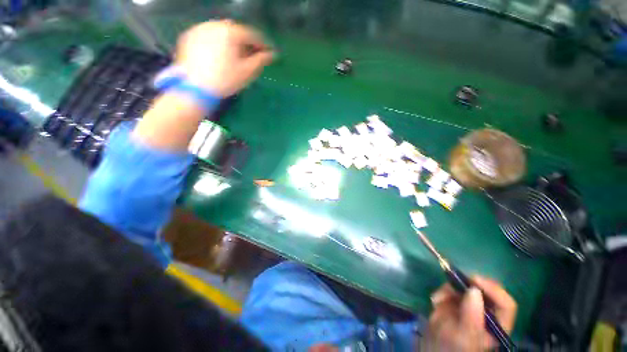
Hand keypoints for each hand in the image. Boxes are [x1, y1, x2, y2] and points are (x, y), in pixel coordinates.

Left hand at [175, 19, 273, 96]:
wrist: (195, 89)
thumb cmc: (226, 80)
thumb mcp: (247, 72)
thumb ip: (261, 60)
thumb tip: (272, 54)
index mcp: (230, 32)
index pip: (252, 35)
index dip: (263, 44)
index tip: (269, 53)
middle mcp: (215, 24)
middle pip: (236, 31)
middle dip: (246, 42)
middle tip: (252, 55)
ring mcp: (199, 28)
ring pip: (221, 32)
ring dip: (232, 41)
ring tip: (236, 55)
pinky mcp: (189, 36)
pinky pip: (208, 35)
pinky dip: (217, 42)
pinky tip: (220, 54)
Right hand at [424, 276, 516, 351]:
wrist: (433, 347)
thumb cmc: (452, 347)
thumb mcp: (462, 336)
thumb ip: (471, 317)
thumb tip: (474, 290)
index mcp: (496, 325)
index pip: (505, 304)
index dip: (493, 290)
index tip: (473, 281)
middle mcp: (487, 313)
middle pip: (486, 290)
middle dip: (466, 285)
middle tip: (452, 283)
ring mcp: (472, 305)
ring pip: (466, 286)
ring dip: (450, 288)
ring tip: (438, 299)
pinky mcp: (457, 301)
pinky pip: (452, 288)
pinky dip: (443, 291)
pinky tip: (435, 301)